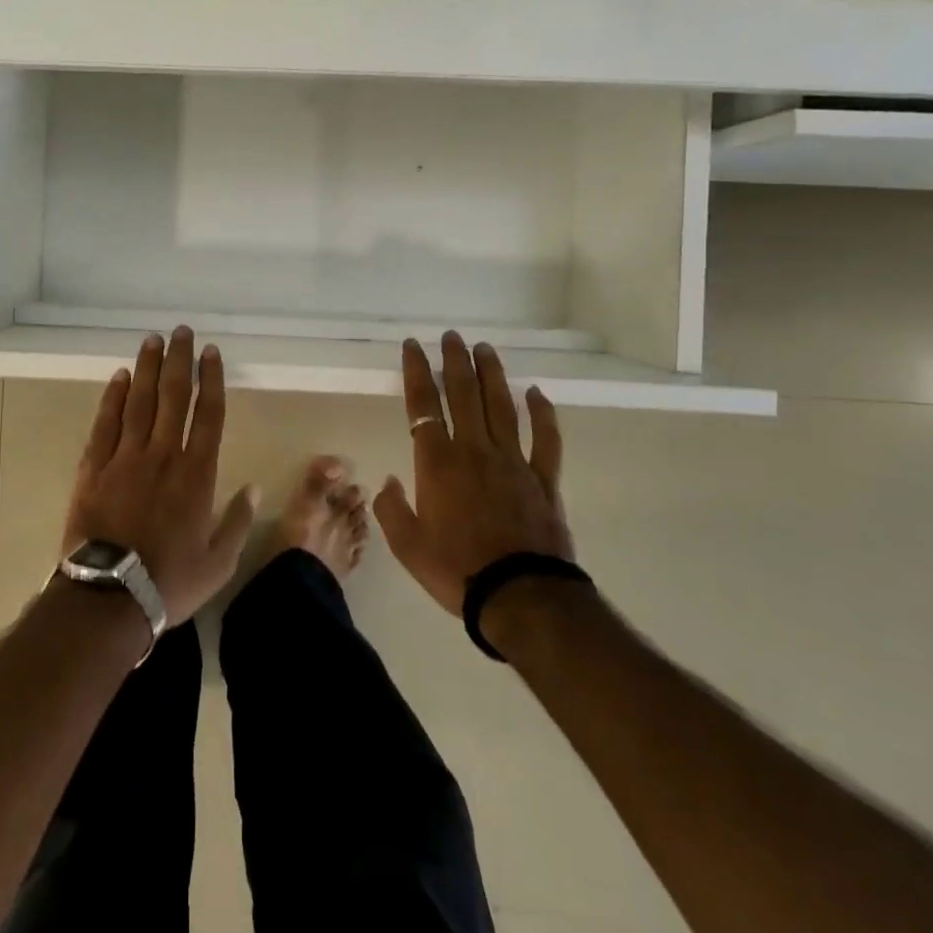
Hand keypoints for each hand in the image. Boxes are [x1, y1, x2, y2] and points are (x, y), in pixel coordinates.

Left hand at [61, 328, 257, 626]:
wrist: (109, 596)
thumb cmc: (170, 580)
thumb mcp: (219, 562)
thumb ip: (238, 521)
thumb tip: (253, 487)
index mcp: (196, 474)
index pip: (208, 414)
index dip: (211, 379)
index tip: (211, 352)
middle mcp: (163, 455)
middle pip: (173, 396)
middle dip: (179, 360)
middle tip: (181, 332)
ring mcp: (126, 458)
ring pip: (139, 401)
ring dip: (147, 368)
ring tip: (152, 340)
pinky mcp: (94, 467)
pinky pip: (105, 423)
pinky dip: (113, 397)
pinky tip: (119, 377)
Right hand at [373, 332, 574, 616]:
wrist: (519, 596)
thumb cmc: (456, 570)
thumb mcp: (407, 547)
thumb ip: (391, 510)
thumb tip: (387, 482)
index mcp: (438, 463)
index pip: (423, 405)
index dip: (416, 372)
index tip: (413, 346)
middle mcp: (474, 450)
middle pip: (463, 394)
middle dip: (454, 361)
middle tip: (452, 336)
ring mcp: (512, 461)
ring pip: (501, 406)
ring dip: (492, 375)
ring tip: (485, 349)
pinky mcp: (543, 479)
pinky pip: (545, 439)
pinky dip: (543, 414)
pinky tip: (537, 393)